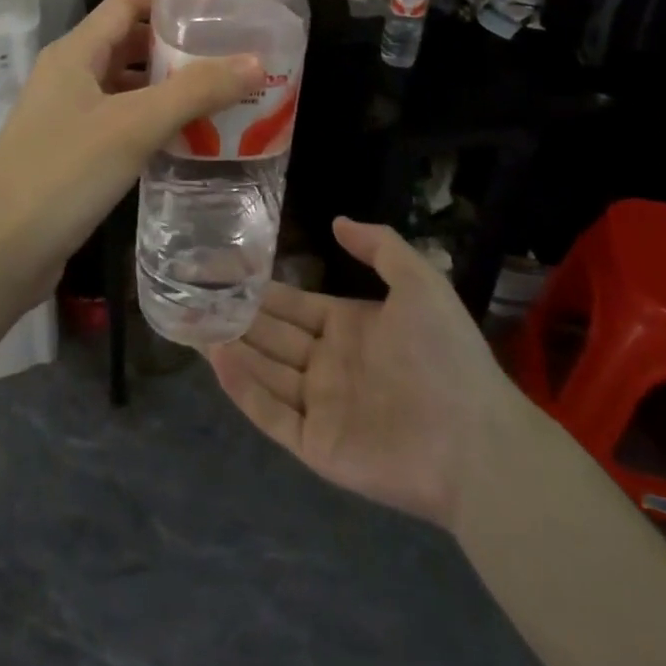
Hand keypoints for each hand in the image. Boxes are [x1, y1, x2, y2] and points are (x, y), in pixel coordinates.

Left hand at [0, 0, 261, 284]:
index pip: (128, 2)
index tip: (220, 6)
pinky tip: (188, 137)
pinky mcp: (72, 151)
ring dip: (169, 86)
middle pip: (129, 42)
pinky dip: (154, 120)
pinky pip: (121, 120)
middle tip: (230, 54)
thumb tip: (255, 62)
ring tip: (222, 94)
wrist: (0, 252)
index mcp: (75, 52)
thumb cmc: (64, 174)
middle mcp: (69, 74)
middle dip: (178, 45)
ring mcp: (68, 115)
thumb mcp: (134, 126)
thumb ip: (195, 91)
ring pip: (126, 85)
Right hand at [208, 217, 528, 532]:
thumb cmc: (445, 354)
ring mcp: (320, 406)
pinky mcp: (316, 445)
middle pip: (271, 335)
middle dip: (234, 315)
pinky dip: (244, 388)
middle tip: (189, 293)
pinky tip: (218, 359)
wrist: (476, 440)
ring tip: (189, 322)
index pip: (292, 304)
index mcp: (349, 327)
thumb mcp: (419, 281)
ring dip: (230, 347)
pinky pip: (271, 414)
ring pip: (264, 370)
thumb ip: (379, 246)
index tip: (221, 268)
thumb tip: (337, 220)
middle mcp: (328, 364)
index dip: (259, 288)